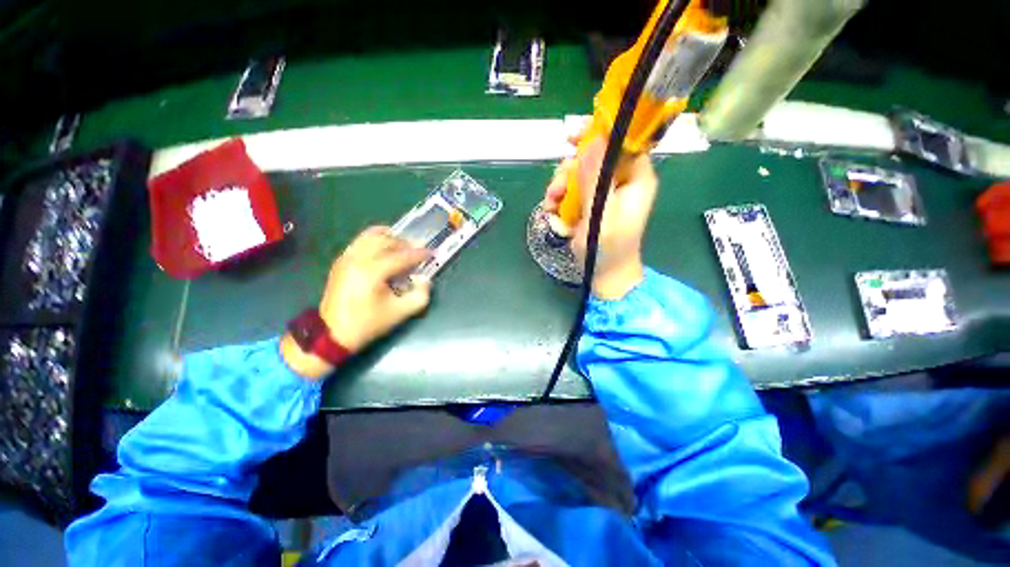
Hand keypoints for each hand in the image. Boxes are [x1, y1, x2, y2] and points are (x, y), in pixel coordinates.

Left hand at [281, 226, 430, 378]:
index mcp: (372, 272)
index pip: (401, 256)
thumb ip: (420, 295)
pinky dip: (375, 239)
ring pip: (371, 236)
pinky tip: (385, 247)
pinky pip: (360, 241)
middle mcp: (358, 259)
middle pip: (386, 241)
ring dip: (390, 238)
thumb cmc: (368, 323)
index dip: (419, 254)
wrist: (333, 333)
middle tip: (419, 249)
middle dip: (406, 243)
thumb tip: (424, 279)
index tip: (432, 253)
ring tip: (403, 245)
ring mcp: (347, 258)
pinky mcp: (341, 261)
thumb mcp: (401, 313)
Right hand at [543, 132, 657, 299]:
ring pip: (577, 173)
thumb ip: (595, 181)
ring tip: (552, 206)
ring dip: (560, 187)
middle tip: (556, 190)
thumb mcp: (601, 216)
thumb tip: (592, 141)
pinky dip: (559, 199)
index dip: (598, 134)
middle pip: (593, 156)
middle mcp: (620, 180)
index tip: (571, 137)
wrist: (605, 274)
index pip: (622, 141)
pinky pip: (571, 190)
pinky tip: (553, 212)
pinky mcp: (589, 203)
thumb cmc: (608, 249)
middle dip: (570, 171)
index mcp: (635, 178)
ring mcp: (603, 192)